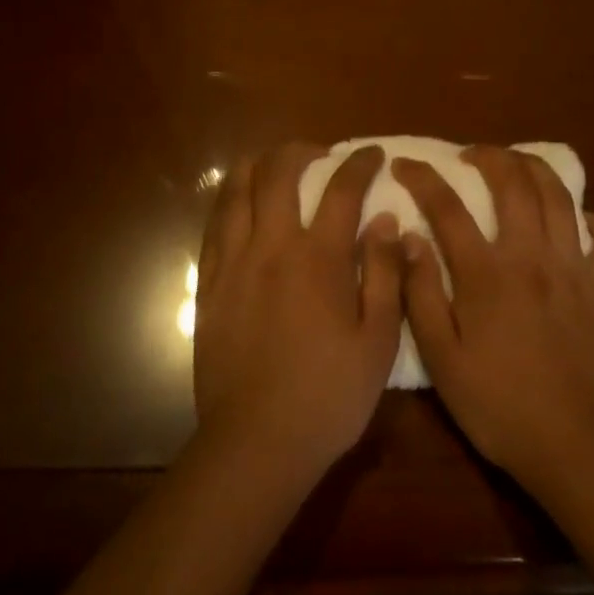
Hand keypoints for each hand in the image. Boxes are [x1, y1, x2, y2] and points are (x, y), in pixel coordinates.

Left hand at [193, 144, 404, 476]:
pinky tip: (237, 204)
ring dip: (256, 166)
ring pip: (236, 192)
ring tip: (272, 164)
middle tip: (318, 154)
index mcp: (318, 258)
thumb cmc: (329, 395)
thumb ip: (385, 273)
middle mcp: (271, 247)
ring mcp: (233, 263)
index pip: (342, 189)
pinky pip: (214, 227)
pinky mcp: (208, 285)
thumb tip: (385, 220)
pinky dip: (228, 202)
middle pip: (278, 174)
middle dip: (300, 152)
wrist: (257, 442)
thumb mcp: (378, 340)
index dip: (359, 163)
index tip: (372, 153)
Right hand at [394, 147, 593, 489]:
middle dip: (488, 156)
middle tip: (470, 155)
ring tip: (517, 165)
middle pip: (513, 183)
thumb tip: (408, 238)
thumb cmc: (498, 405)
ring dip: (536, 169)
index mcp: (486, 274)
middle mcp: (532, 256)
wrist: (574, 445)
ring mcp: (575, 268)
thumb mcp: (441, 359)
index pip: (447, 207)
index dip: (422, 178)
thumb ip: (420, 294)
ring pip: (560, 196)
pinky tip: (581, 223)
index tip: (404, 164)